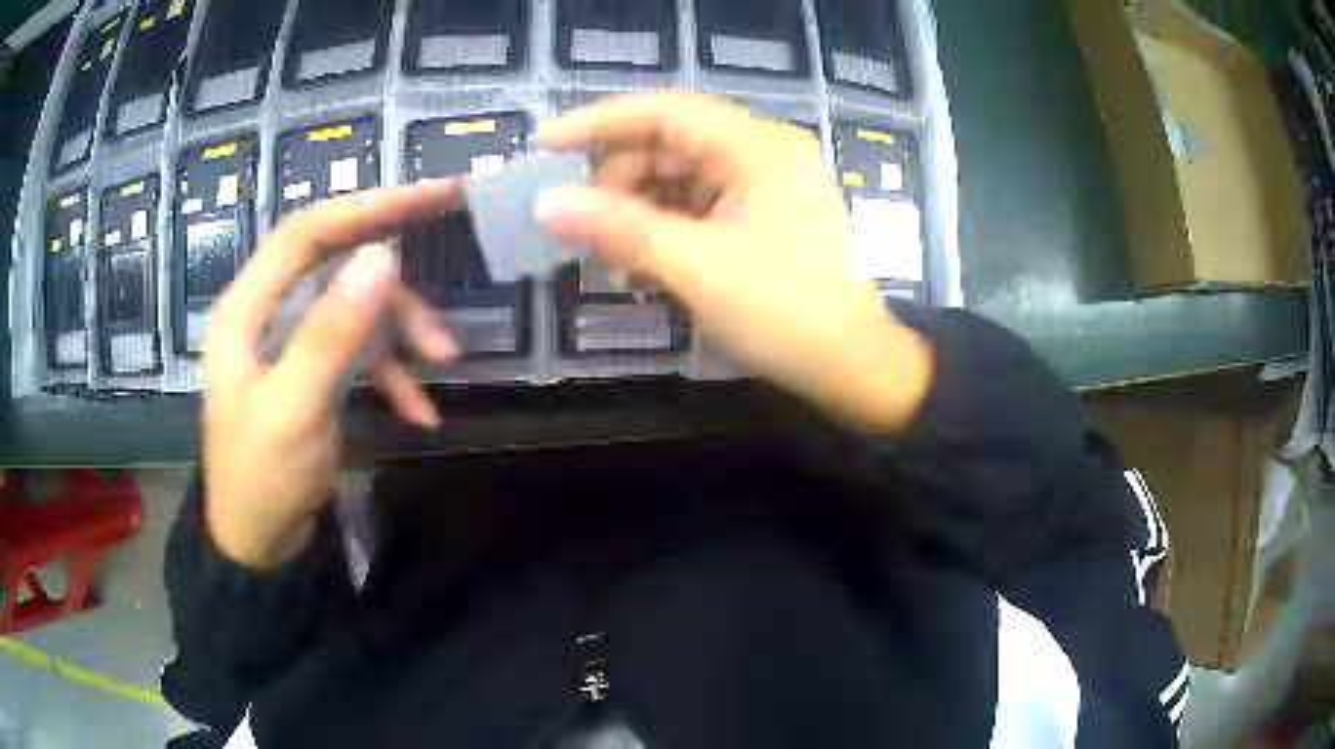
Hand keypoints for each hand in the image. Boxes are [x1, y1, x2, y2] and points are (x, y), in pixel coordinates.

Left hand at [202, 183, 461, 569]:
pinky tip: (419, 412)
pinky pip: (357, 354)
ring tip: (444, 362)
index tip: (431, 195)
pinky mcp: (309, 373)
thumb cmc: (262, 480)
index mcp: (246, 310)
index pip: (306, 233)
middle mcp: (266, 314)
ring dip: (400, 329)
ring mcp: (288, 343)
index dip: (366, 206)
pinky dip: (391, 375)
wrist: (258, 547)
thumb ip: (333, 332)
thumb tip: (383, 257)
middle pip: (332, 258)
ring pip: (352, 306)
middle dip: (391, 253)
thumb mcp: (296, 409)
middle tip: (450, 222)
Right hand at [536, 94, 933, 431]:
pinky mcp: (761, 221)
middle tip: (579, 228)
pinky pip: (697, 212)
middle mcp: (760, 155)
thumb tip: (546, 205)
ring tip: (612, 263)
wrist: (854, 369)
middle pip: (667, 148)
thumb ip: (618, 229)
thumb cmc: (786, 312)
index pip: (663, 112)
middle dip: (617, 186)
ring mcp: (763, 189)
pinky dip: (664, 235)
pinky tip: (643, 273)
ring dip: (637, 217)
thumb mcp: (696, 267)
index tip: (546, 144)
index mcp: (756, 147)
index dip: (598, 123)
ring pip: (678, 183)